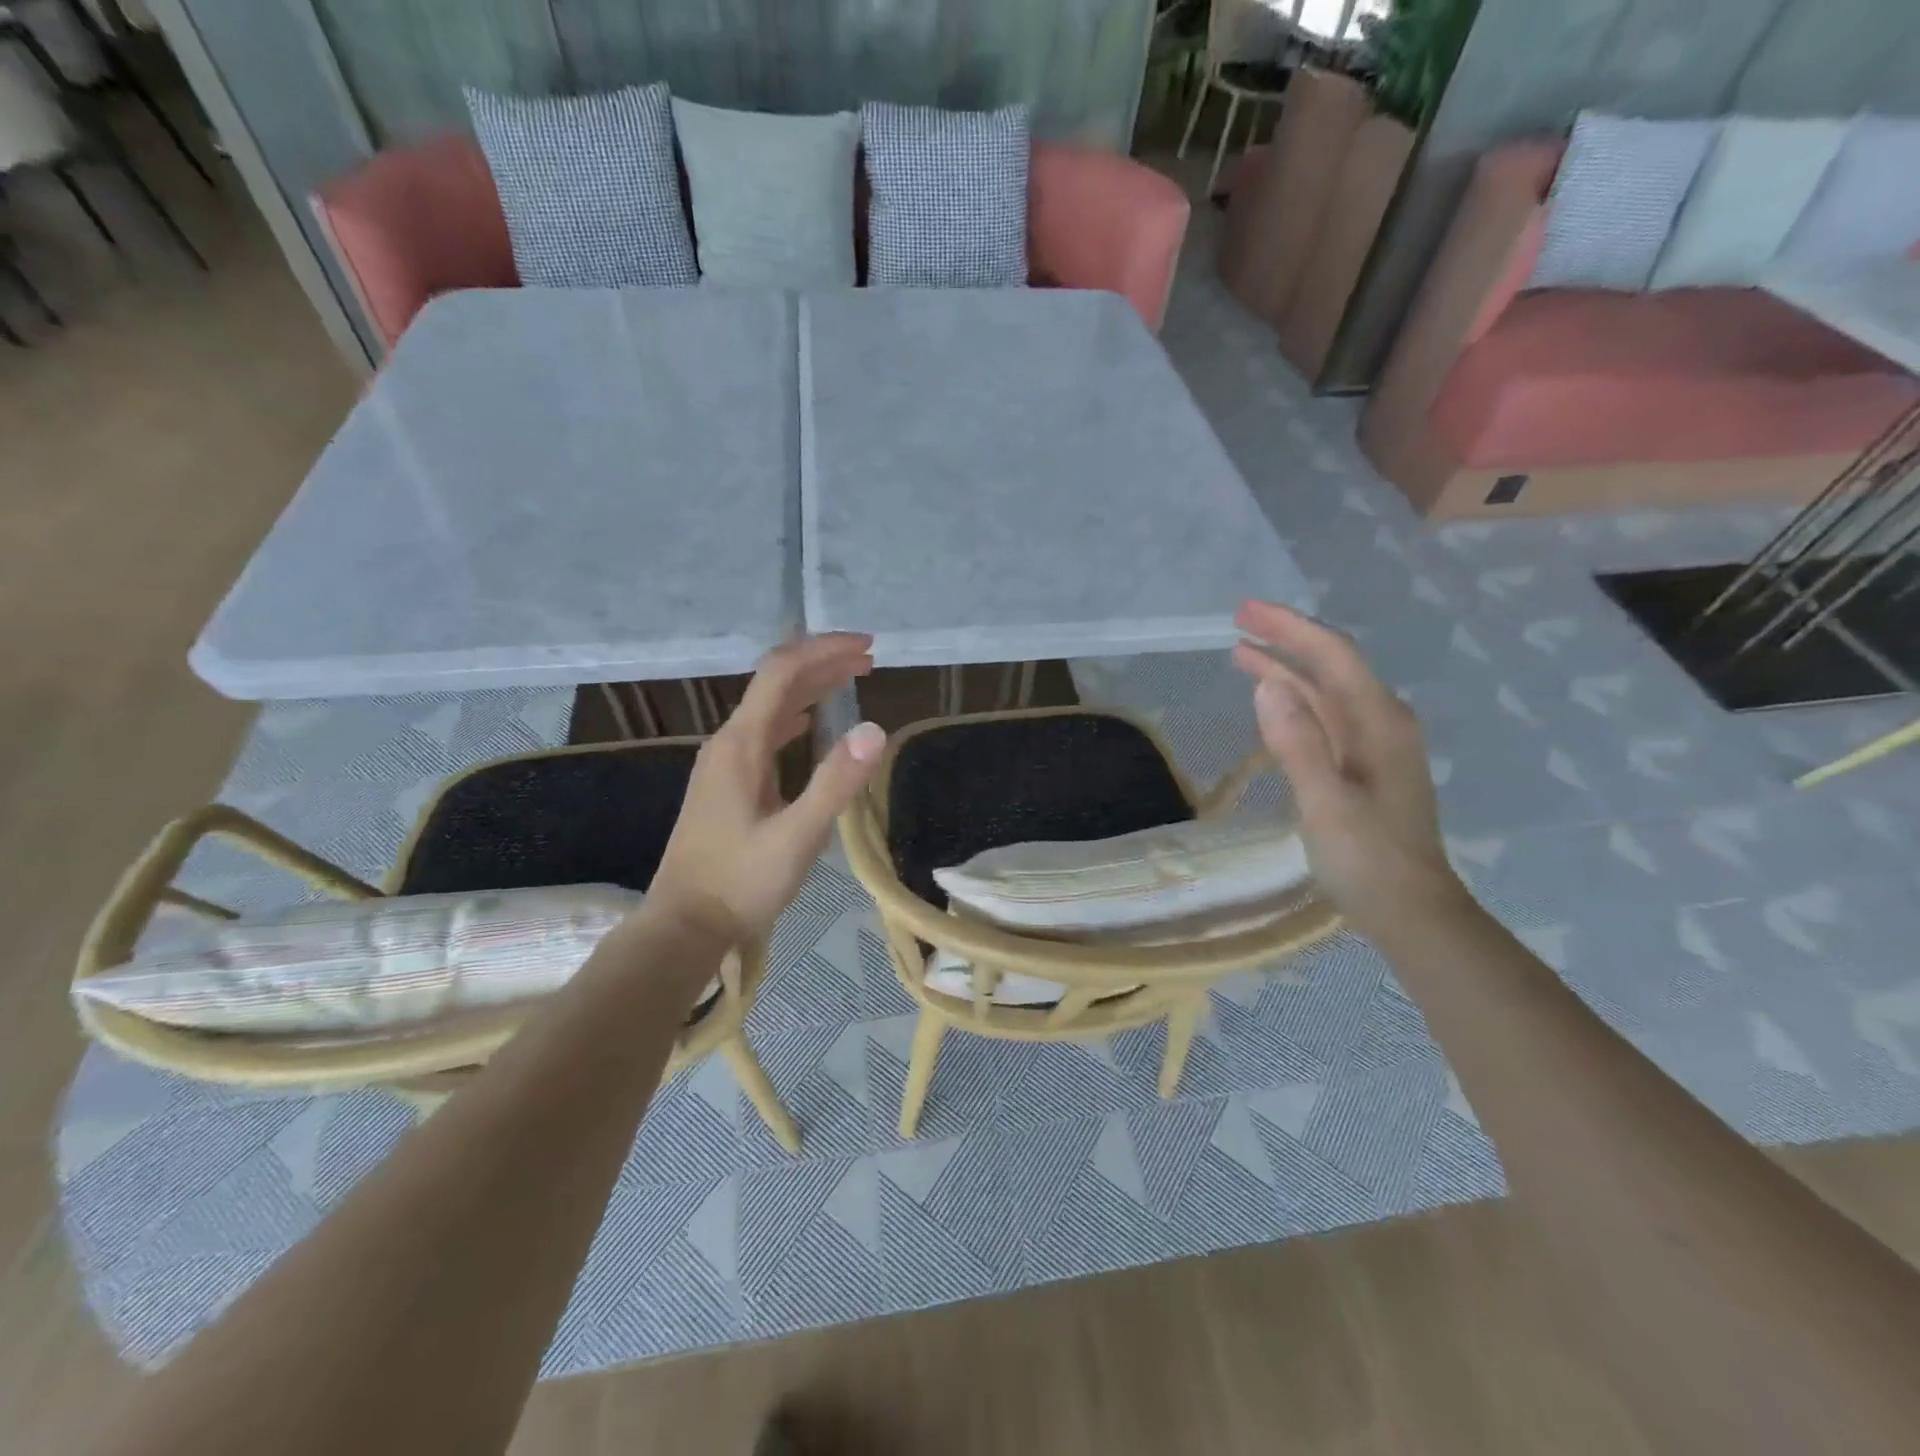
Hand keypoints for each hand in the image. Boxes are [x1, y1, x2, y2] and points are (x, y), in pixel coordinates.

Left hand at [647, 634, 886, 947]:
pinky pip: (765, 732)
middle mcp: (729, 742)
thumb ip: (835, 783)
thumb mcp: (797, 837)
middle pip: (775, 682)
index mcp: (742, 744)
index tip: (867, 646)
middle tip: (869, 659)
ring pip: (770, 706)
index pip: (782, 672)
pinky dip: (796, 716)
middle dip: (822, 662)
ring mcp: (724, 762)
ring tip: (851, 681)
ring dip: (810, 687)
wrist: (684, 926)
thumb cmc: (740, 883)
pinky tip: (811, 724)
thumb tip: (875, 729)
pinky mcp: (727, 783)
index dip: (825, 651)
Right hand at [1231, 601, 1469, 939]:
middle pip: (1331, 666)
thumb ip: (1298, 744)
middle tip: (1238, 623)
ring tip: (1242, 654)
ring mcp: (1375, 745)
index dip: (1290, 628)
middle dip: (1286, 640)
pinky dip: (1295, 701)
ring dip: (1287, 669)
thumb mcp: (1326, 803)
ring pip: (1326, 692)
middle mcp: (1382, 723)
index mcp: (1379, 723)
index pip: (1332, 656)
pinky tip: (1274, 702)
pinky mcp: (1363, 766)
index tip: (1245, 612)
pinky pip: (1325, 717)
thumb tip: (1267, 685)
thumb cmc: (1368, 859)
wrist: (1413, 912)